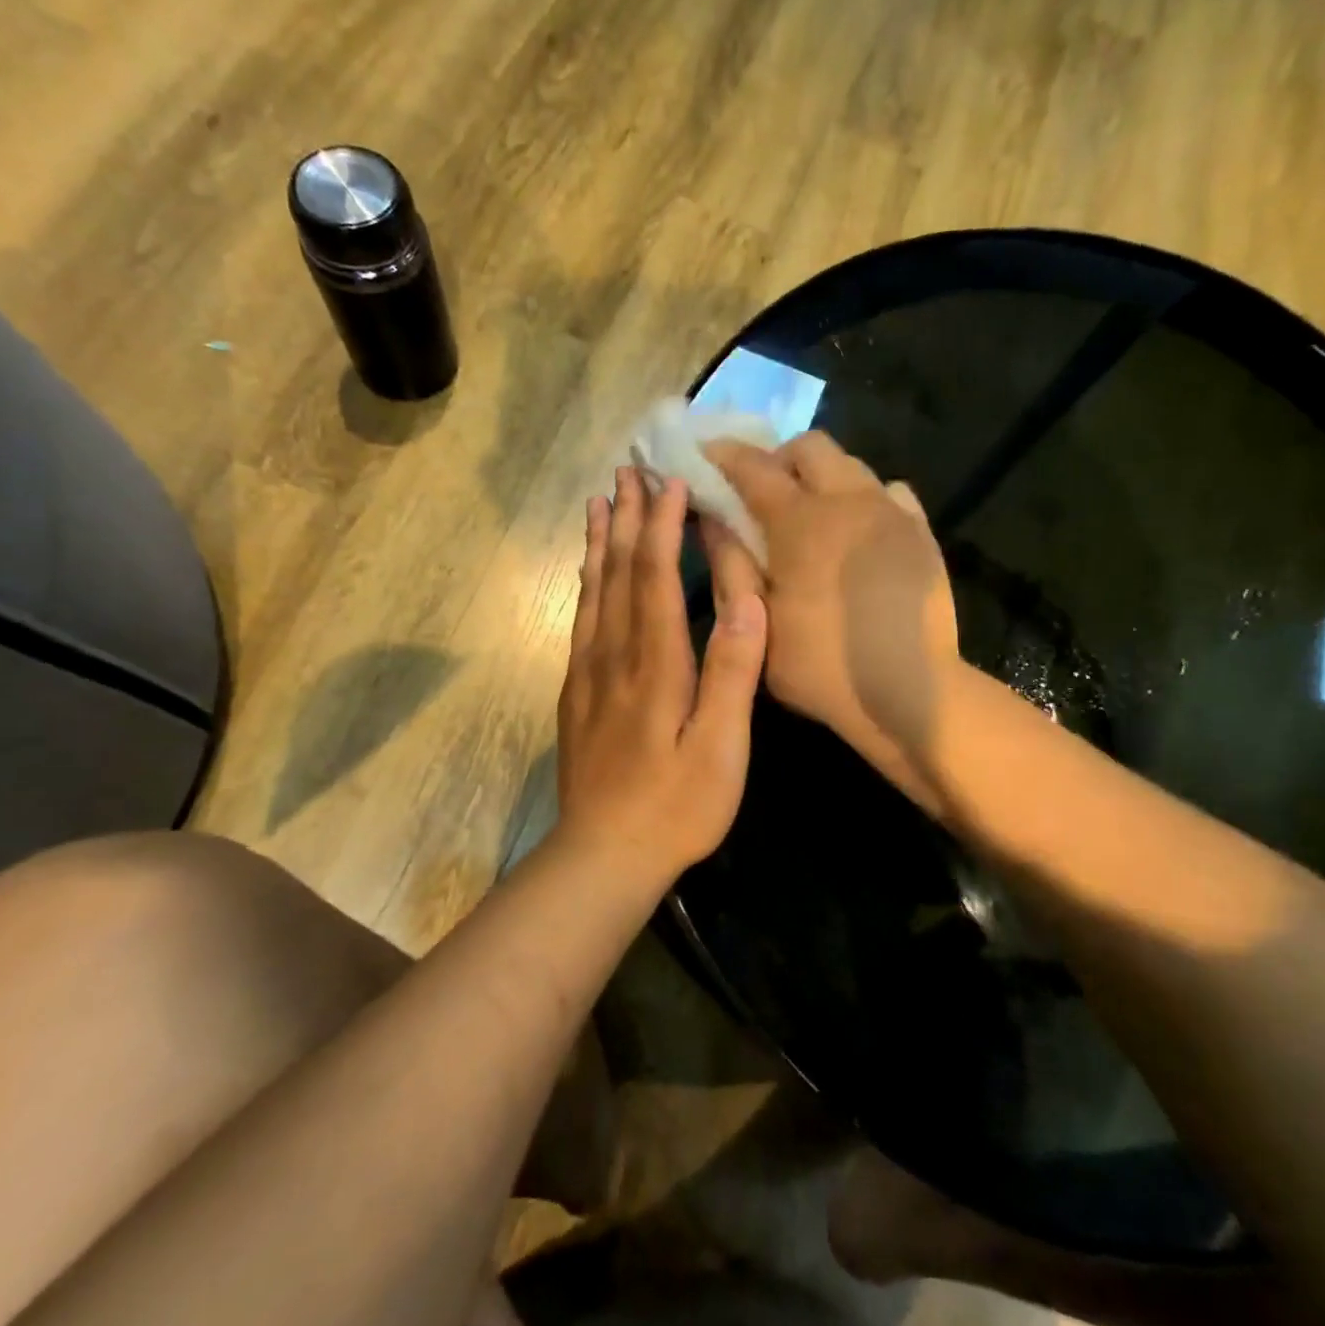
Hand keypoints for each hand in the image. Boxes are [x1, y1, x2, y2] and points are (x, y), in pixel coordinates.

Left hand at [554, 467, 767, 885]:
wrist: (602, 855)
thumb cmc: (675, 806)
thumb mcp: (721, 747)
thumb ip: (733, 672)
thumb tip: (748, 599)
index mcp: (656, 664)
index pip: (655, 577)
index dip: (662, 526)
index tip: (671, 481)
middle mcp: (615, 656)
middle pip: (617, 573)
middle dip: (625, 518)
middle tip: (627, 470)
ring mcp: (588, 674)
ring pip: (592, 592)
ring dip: (598, 542)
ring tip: (599, 501)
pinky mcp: (575, 695)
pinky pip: (580, 622)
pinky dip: (584, 585)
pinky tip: (587, 574)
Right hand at [702, 432, 958, 808]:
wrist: (910, 691)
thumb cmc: (821, 665)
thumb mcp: (759, 623)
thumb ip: (732, 564)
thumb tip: (712, 519)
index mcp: (801, 522)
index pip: (754, 468)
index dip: (724, 456)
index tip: (706, 455)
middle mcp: (848, 500)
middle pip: (810, 447)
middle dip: (779, 459)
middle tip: (763, 494)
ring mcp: (891, 512)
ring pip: (851, 465)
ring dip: (822, 477)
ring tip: (811, 515)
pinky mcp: (921, 532)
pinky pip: (890, 492)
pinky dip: (865, 499)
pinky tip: (858, 534)